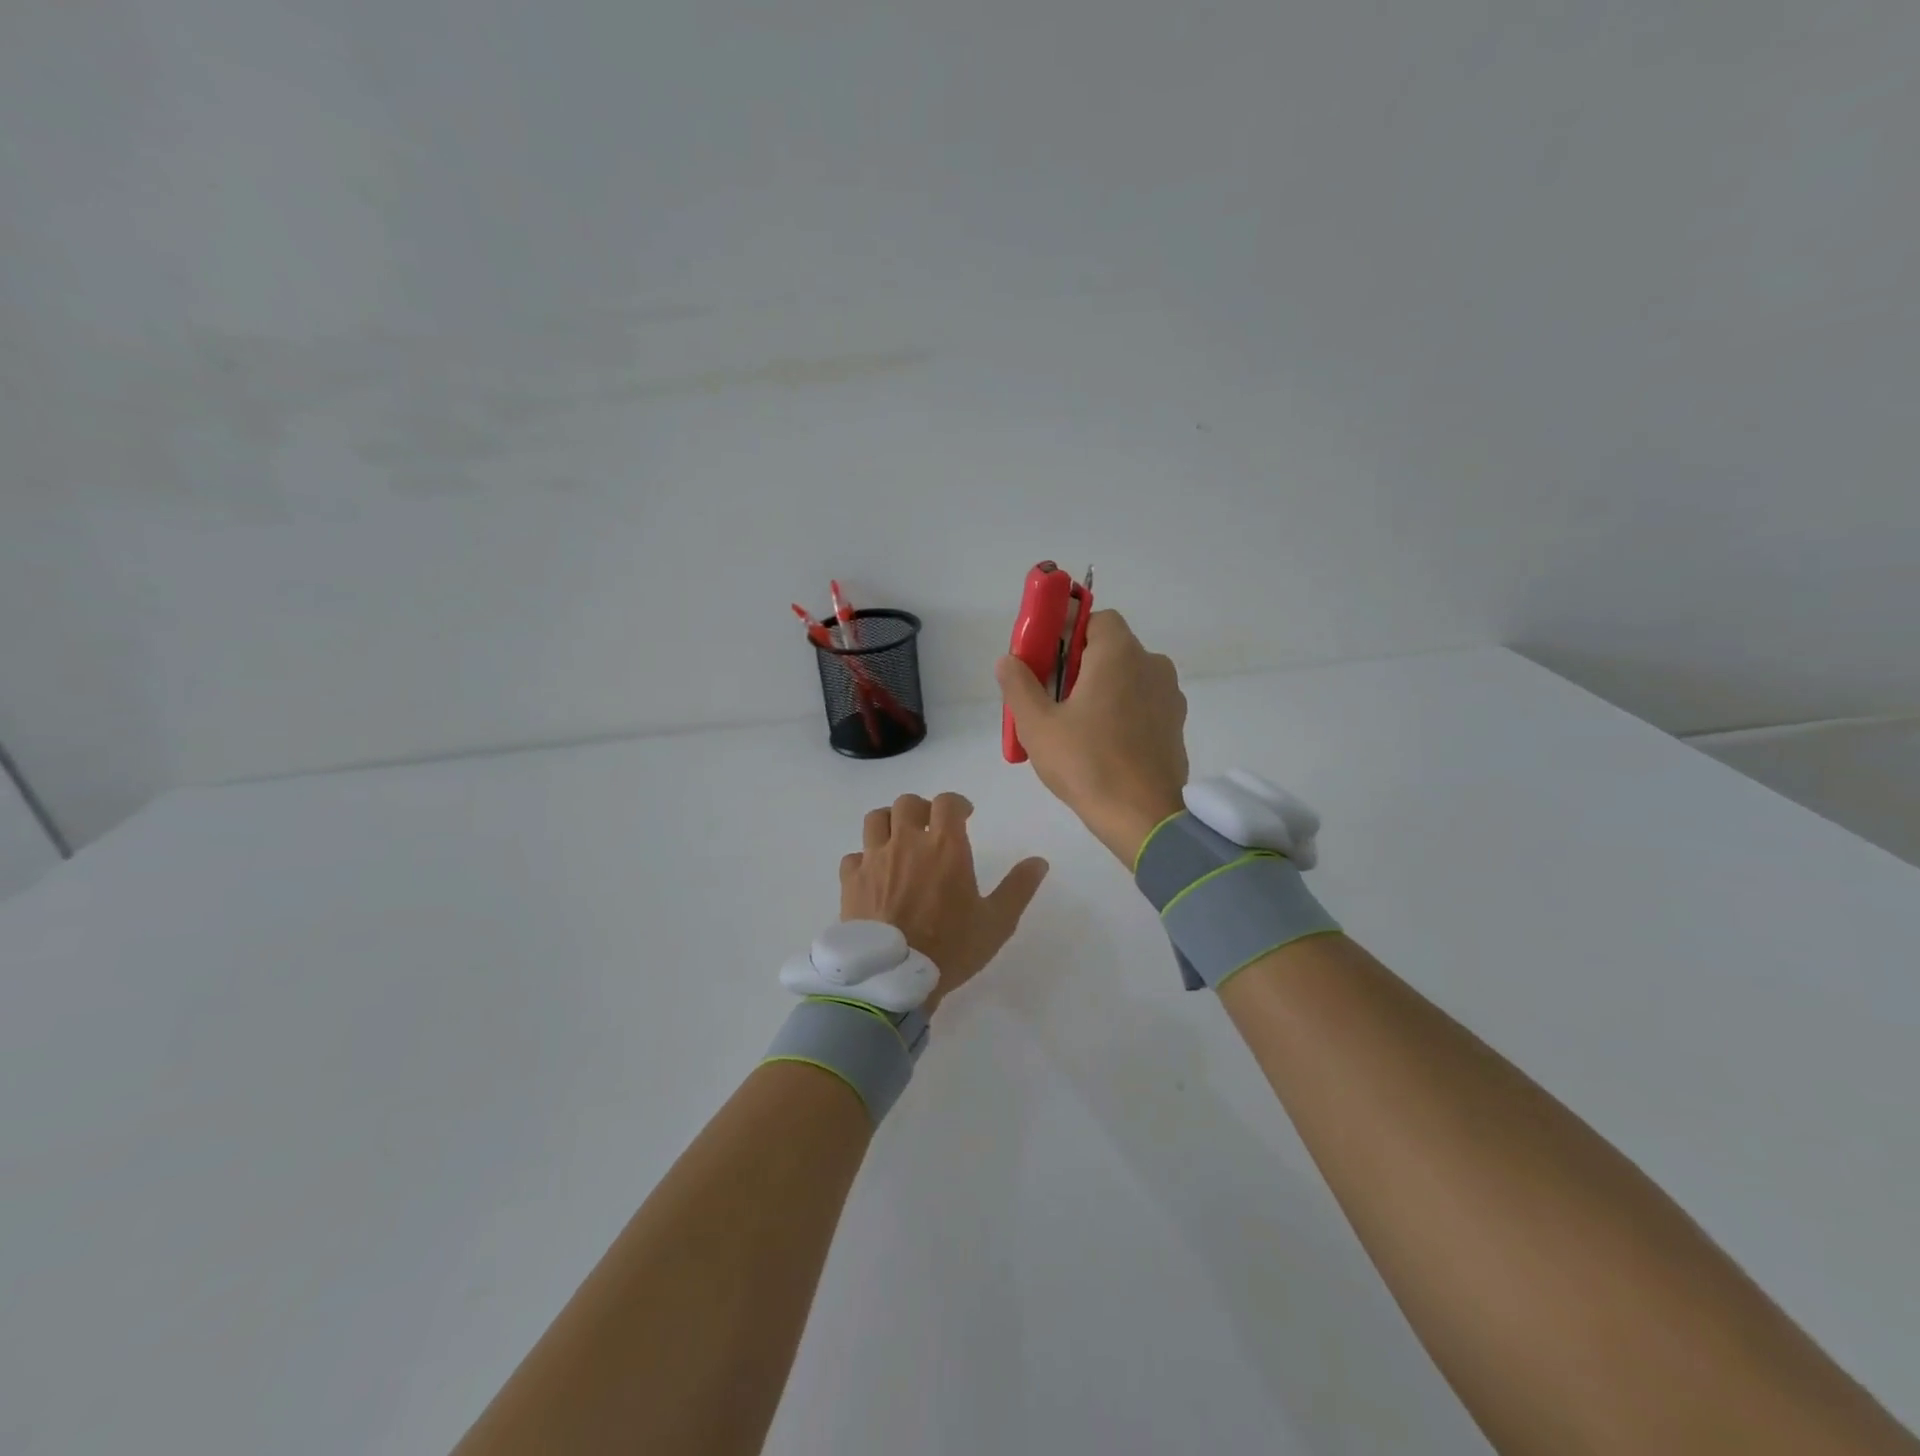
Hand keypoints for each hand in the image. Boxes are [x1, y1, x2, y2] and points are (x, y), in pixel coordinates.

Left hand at [839, 793, 1049, 1013]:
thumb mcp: (997, 922)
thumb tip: (1039, 861)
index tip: (965, 815)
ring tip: (898, 840)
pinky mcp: (850, 880)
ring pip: (876, 819)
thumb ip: (1018, 888)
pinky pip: (854, 855)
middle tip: (931, 827)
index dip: (957, 803)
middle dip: (922, 809)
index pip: (947, 802)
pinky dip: (864, 858)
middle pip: (907, 803)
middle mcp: (907, 843)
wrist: (894, 978)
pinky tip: (874, 874)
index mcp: (945, 846)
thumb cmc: (951, 948)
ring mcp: (874, 859)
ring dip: (889, 823)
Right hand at [995, 609, 1189, 866]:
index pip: (1095, 618)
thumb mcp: (1037, 725)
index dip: (1067, 630)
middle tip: (1049, 697)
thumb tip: (1009, 659)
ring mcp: (1169, 697)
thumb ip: (1019, 684)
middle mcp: (1152, 665)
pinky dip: (1120, 712)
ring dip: (1100, 689)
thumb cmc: (1086, 763)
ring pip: (1126, 678)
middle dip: (1078, 664)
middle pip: (1110, 649)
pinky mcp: (1175, 726)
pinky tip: (1100, 744)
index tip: (1044, 658)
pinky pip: (1141, 704)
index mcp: (1120, 654)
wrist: (1143, 818)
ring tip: (1073, 727)